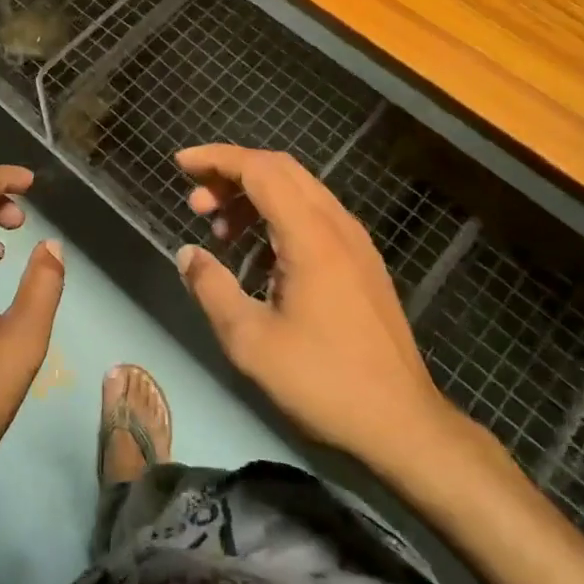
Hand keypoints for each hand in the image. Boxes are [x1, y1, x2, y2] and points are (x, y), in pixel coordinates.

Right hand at [175, 144, 461, 472]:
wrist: (403, 424)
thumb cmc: (323, 381)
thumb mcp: (251, 341)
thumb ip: (212, 288)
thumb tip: (188, 254)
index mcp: (311, 236)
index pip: (259, 170)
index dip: (216, 159)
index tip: (180, 163)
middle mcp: (337, 225)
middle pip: (280, 169)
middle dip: (231, 173)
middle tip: (195, 203)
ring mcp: (355, 242)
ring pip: (299, 191)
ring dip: (254, 196)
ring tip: (219, 232)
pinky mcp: (362, 262)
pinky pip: (313, 216)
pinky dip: (277, 217)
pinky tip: (257, 256)